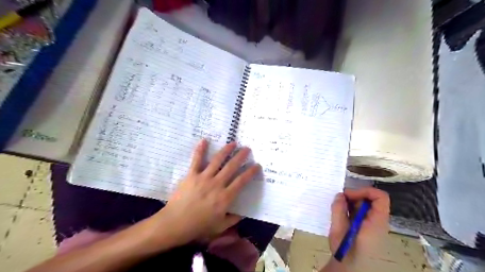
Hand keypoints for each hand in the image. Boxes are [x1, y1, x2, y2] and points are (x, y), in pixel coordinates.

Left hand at [148, 141, 261, 245]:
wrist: (175, 224)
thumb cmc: (198, 227)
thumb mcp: (219, 227)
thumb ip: (233, 219)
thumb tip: (243, 214)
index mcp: (225, 197)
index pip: (242, 181)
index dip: (250, 172)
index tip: (257, 165)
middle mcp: (217, 184)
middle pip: (231, 167)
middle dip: (241, 156)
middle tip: (247, 148)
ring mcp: (204, 178)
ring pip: (217, 160)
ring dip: (226, 150)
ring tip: (233, 143)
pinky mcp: (191, 175)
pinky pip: (197, 160)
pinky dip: (200, 149)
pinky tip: (205, 140)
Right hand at [326, 187, 388, 263]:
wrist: (349, 268)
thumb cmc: (345, 250)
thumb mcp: (338, 229)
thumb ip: (339, 210)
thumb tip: (340, 195)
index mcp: (376, 222)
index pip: (380, 197)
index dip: (365, 191)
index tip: (348, 195)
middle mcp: (378, 221)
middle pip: (372, 199)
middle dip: (355, 196)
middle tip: (340, 200)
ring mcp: (373, 224)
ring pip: (366, 205)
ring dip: (352, 202)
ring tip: (339, 208)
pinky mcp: (367, 227)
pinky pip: (362, 212)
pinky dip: (351, 208)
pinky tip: (342, 214)